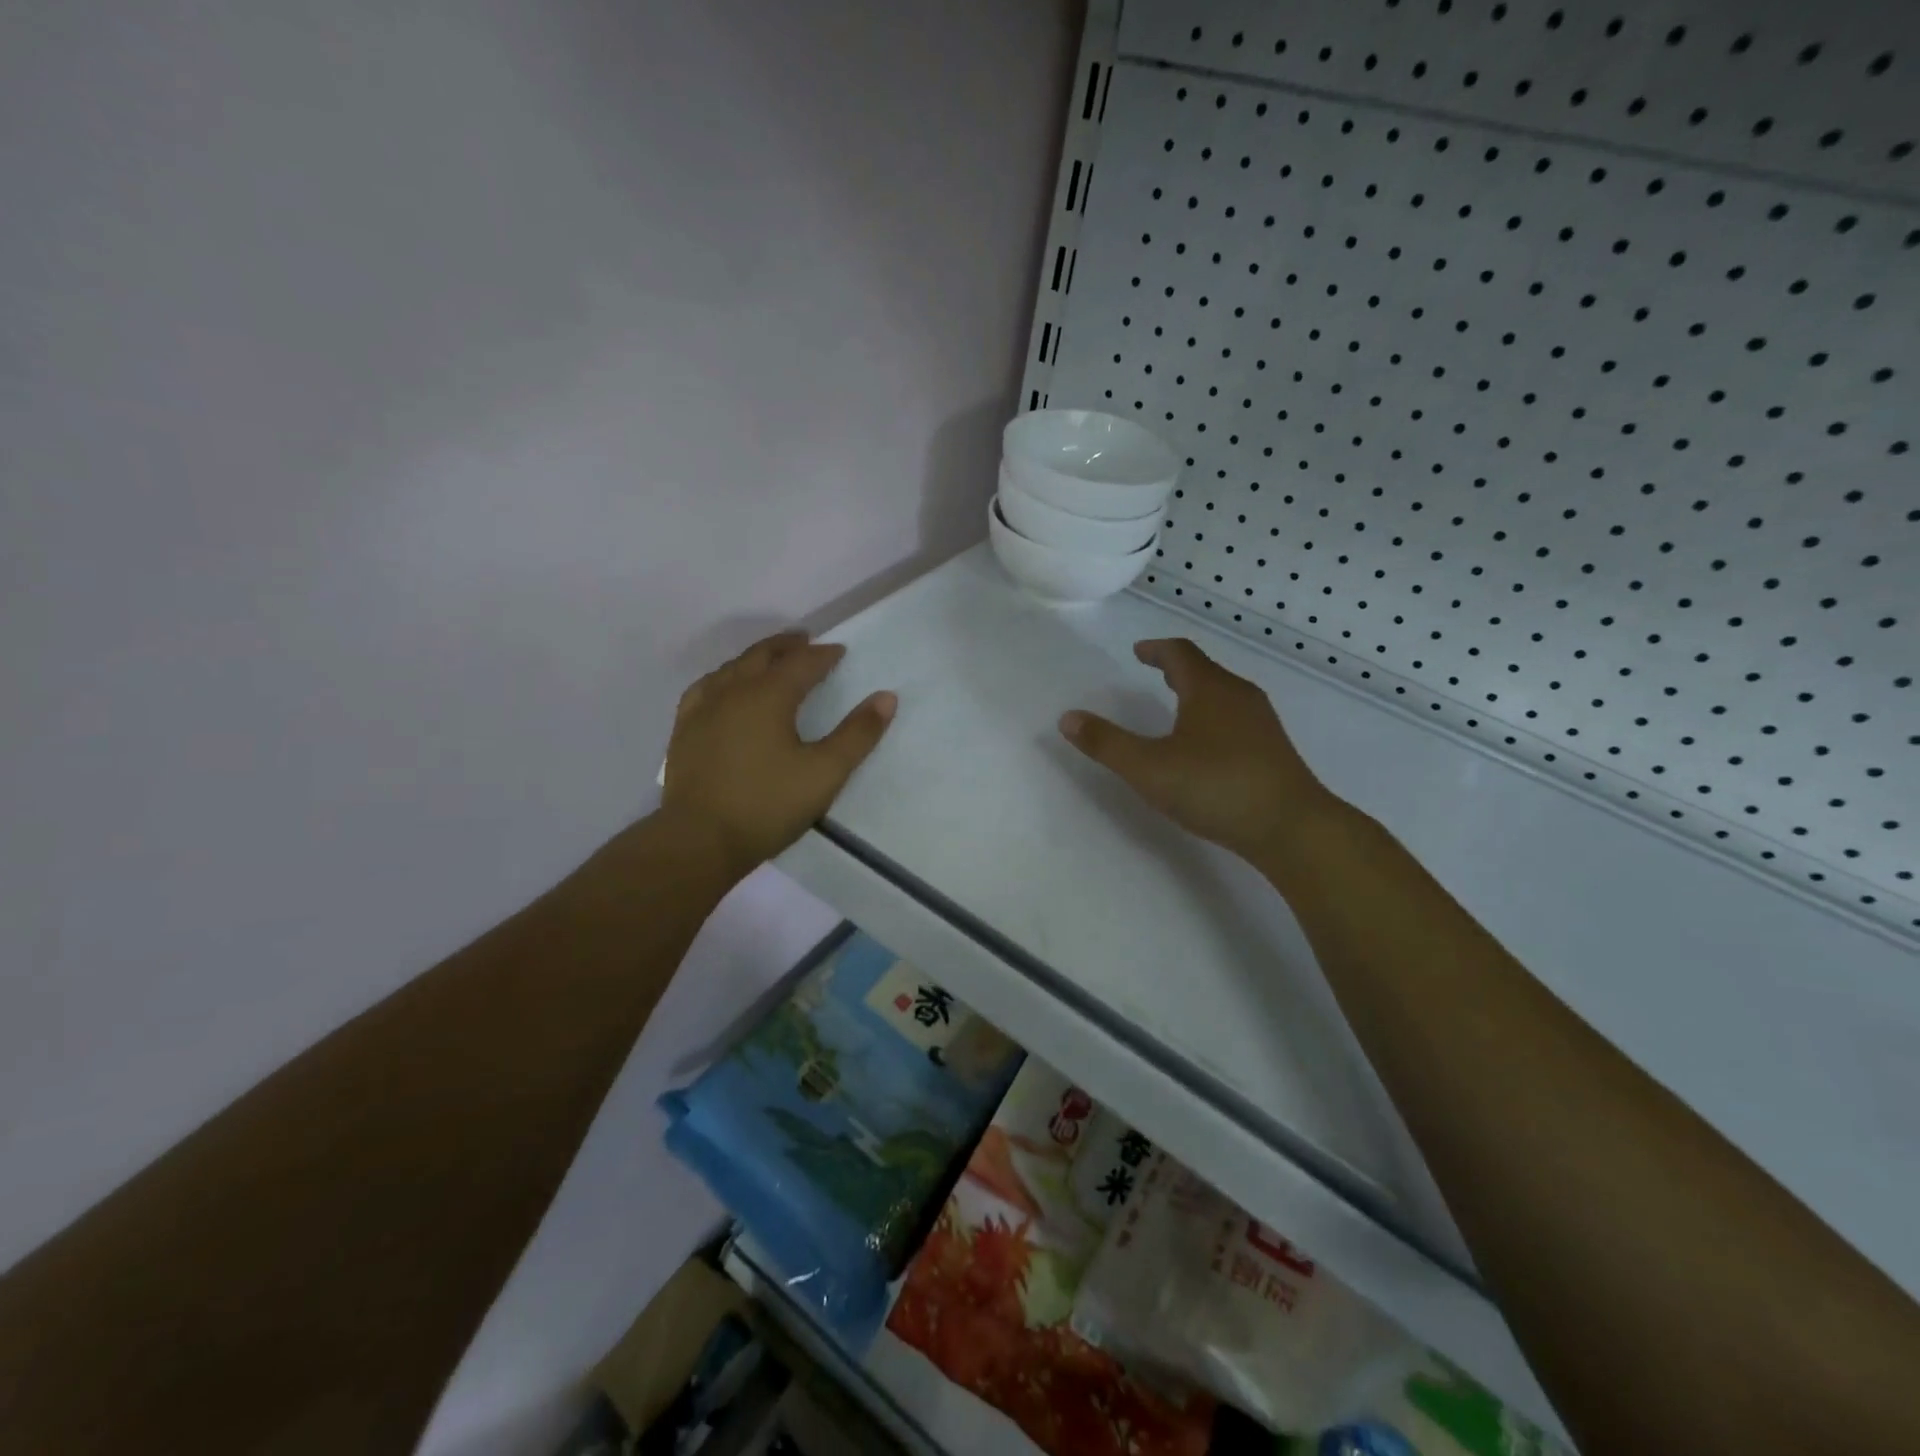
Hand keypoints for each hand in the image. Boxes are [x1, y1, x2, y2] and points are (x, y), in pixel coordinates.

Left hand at [661, 630, 894, 878]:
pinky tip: (724, 688)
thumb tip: (886, 697)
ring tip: (771, 661)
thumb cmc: (768, 805)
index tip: (840, 651)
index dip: (824, 655)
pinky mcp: (685, 730)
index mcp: (769, 696)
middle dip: (788, 646)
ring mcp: (703, 709)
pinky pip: (705, 688)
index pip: (802, 663)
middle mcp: (733, 691)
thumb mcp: (825, 772)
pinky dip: (724, 678)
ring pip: (732, 668)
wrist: (699, 840)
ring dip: (756, 658)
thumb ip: (857, 734)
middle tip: (806, 642)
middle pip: (762, 655)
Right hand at [1058, 638, 1345, 864]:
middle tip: (1154, 671)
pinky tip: (1206, 744)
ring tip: (1177, 705)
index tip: (1139, 651)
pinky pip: (1236, 718)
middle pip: (1204, 671)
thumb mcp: (1148, 768)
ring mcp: (1261, 723)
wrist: (1292, 827)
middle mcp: (1238, 696)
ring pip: (1223, 695)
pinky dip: (1213, 716)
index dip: (1156, 650)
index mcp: (1209, 690)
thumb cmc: (1215, 787)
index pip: (1180, 654)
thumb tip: (1068, 717)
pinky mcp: (1273, 749)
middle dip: (1176, 669)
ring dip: (1196, 692)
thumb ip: (1106, 743)